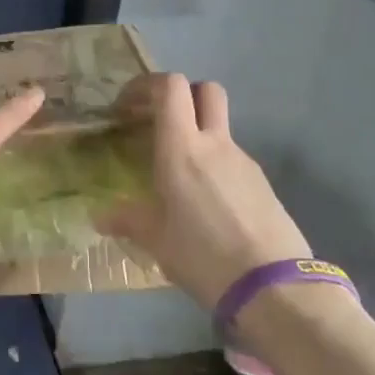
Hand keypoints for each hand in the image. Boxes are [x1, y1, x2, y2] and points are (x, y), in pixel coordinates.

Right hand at [101, 73, 310, 309]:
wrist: (274, 288)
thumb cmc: (203, 255)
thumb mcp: (156, 240)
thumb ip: (127, 220)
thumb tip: (100, 217)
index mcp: (182, 147)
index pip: (171, 87)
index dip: (147, 86)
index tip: (127, 106)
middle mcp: (215, 143)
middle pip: (205, 91)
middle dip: (181, 96)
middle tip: (158, 122)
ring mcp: (244, 161)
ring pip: (219, 128)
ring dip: (198, 135)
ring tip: (178, 175)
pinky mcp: (263, 184)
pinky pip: (232, 160)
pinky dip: (215, 166)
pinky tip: (206, 203)